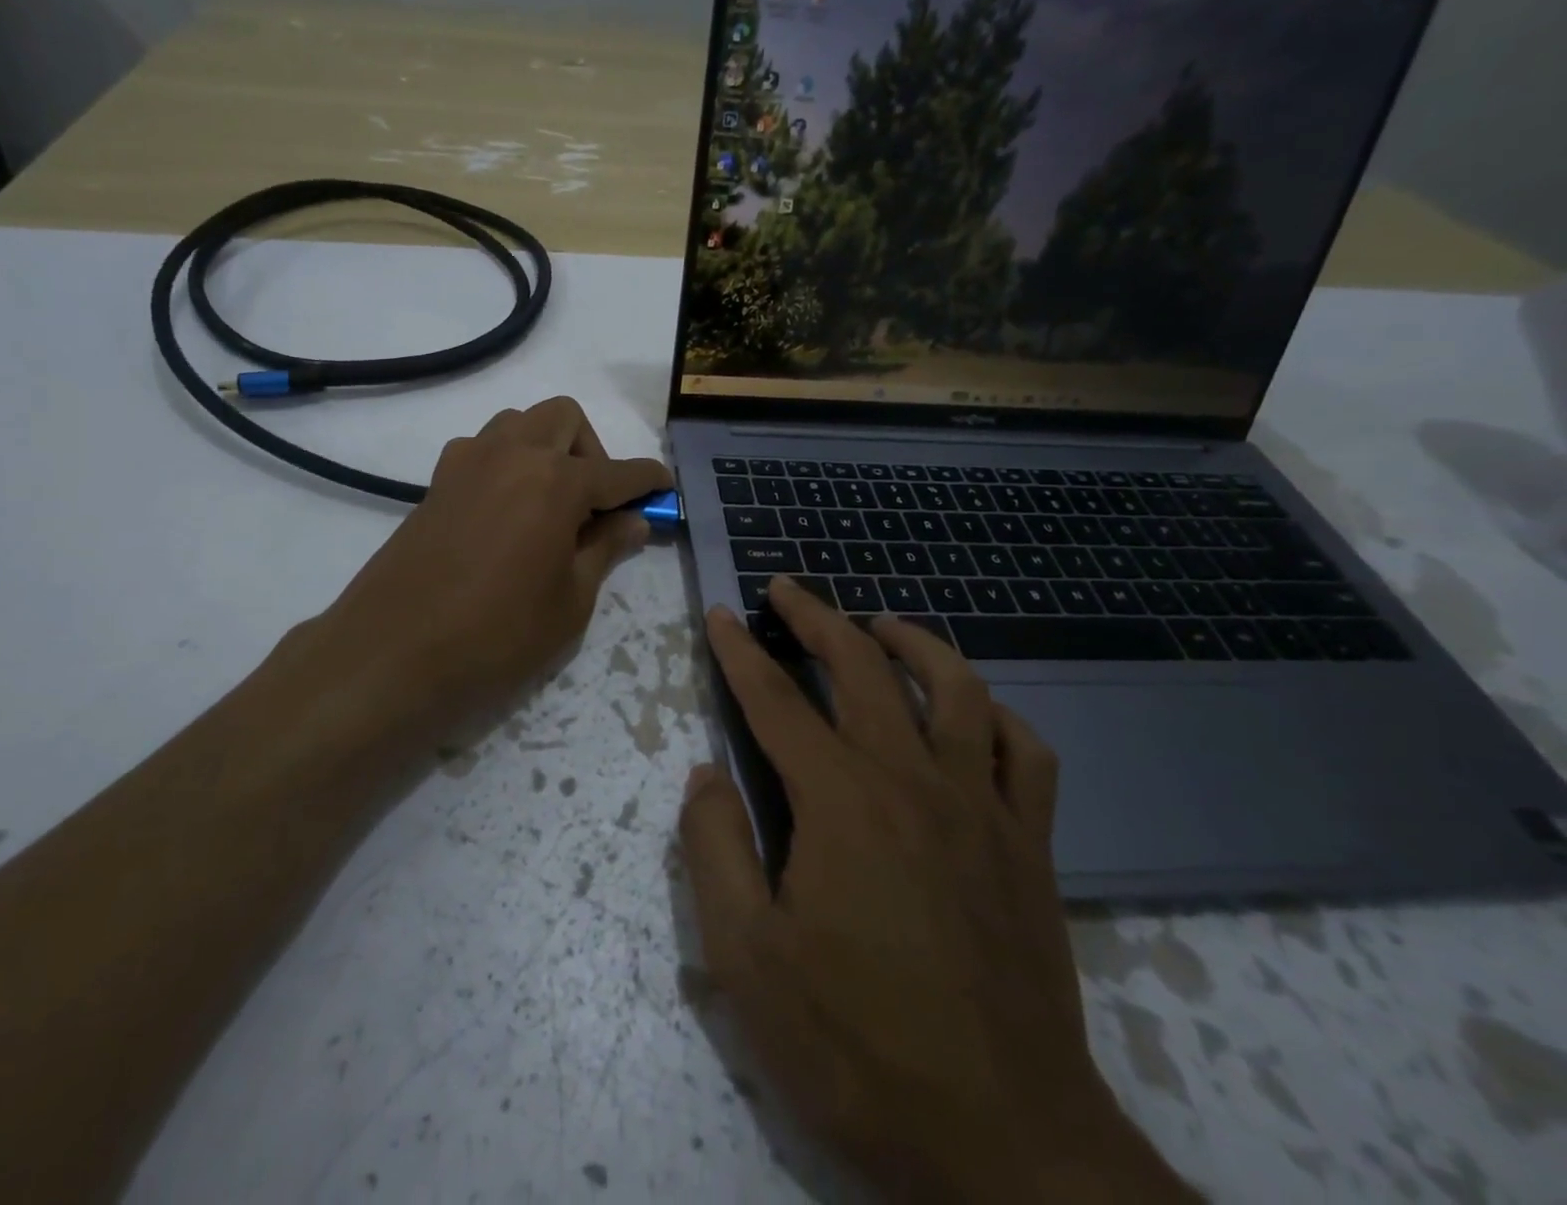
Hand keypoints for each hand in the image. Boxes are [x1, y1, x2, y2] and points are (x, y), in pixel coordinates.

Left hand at [314, 396, 669, 731]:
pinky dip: (504, 463)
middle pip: (565, 418)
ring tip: (547, 505)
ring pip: (519, 424)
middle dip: (592, 450)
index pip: (618, 471)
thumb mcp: (570, 602)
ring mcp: (467, 463)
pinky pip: (481, 448)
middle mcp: (512, 454)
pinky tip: (504, 512)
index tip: (664, 488)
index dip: (647, 480)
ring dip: (545, 448)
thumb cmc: (497, 636)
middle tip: (593, 505)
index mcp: (556, 481)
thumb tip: (633, 521)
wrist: (392, 655)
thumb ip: (605, 550)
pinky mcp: (436, 482)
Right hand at [679, 578, 1195, 1203]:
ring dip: (912, 642)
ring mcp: (980, 807)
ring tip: (879, 625)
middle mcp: (911, 780)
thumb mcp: (747, 960)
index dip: (740, 652)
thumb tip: (705, 773)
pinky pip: (1025, 752)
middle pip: (861, 667)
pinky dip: (996, 714)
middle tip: (786, 588)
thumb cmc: (859, 1048)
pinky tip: (973, 710)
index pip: (776, 700)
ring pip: (955, 688)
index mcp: (840, 801)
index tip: (720, 613)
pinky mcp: (1029, 845)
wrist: (1007, 1146)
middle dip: (816, 617)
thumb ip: (714, 850)